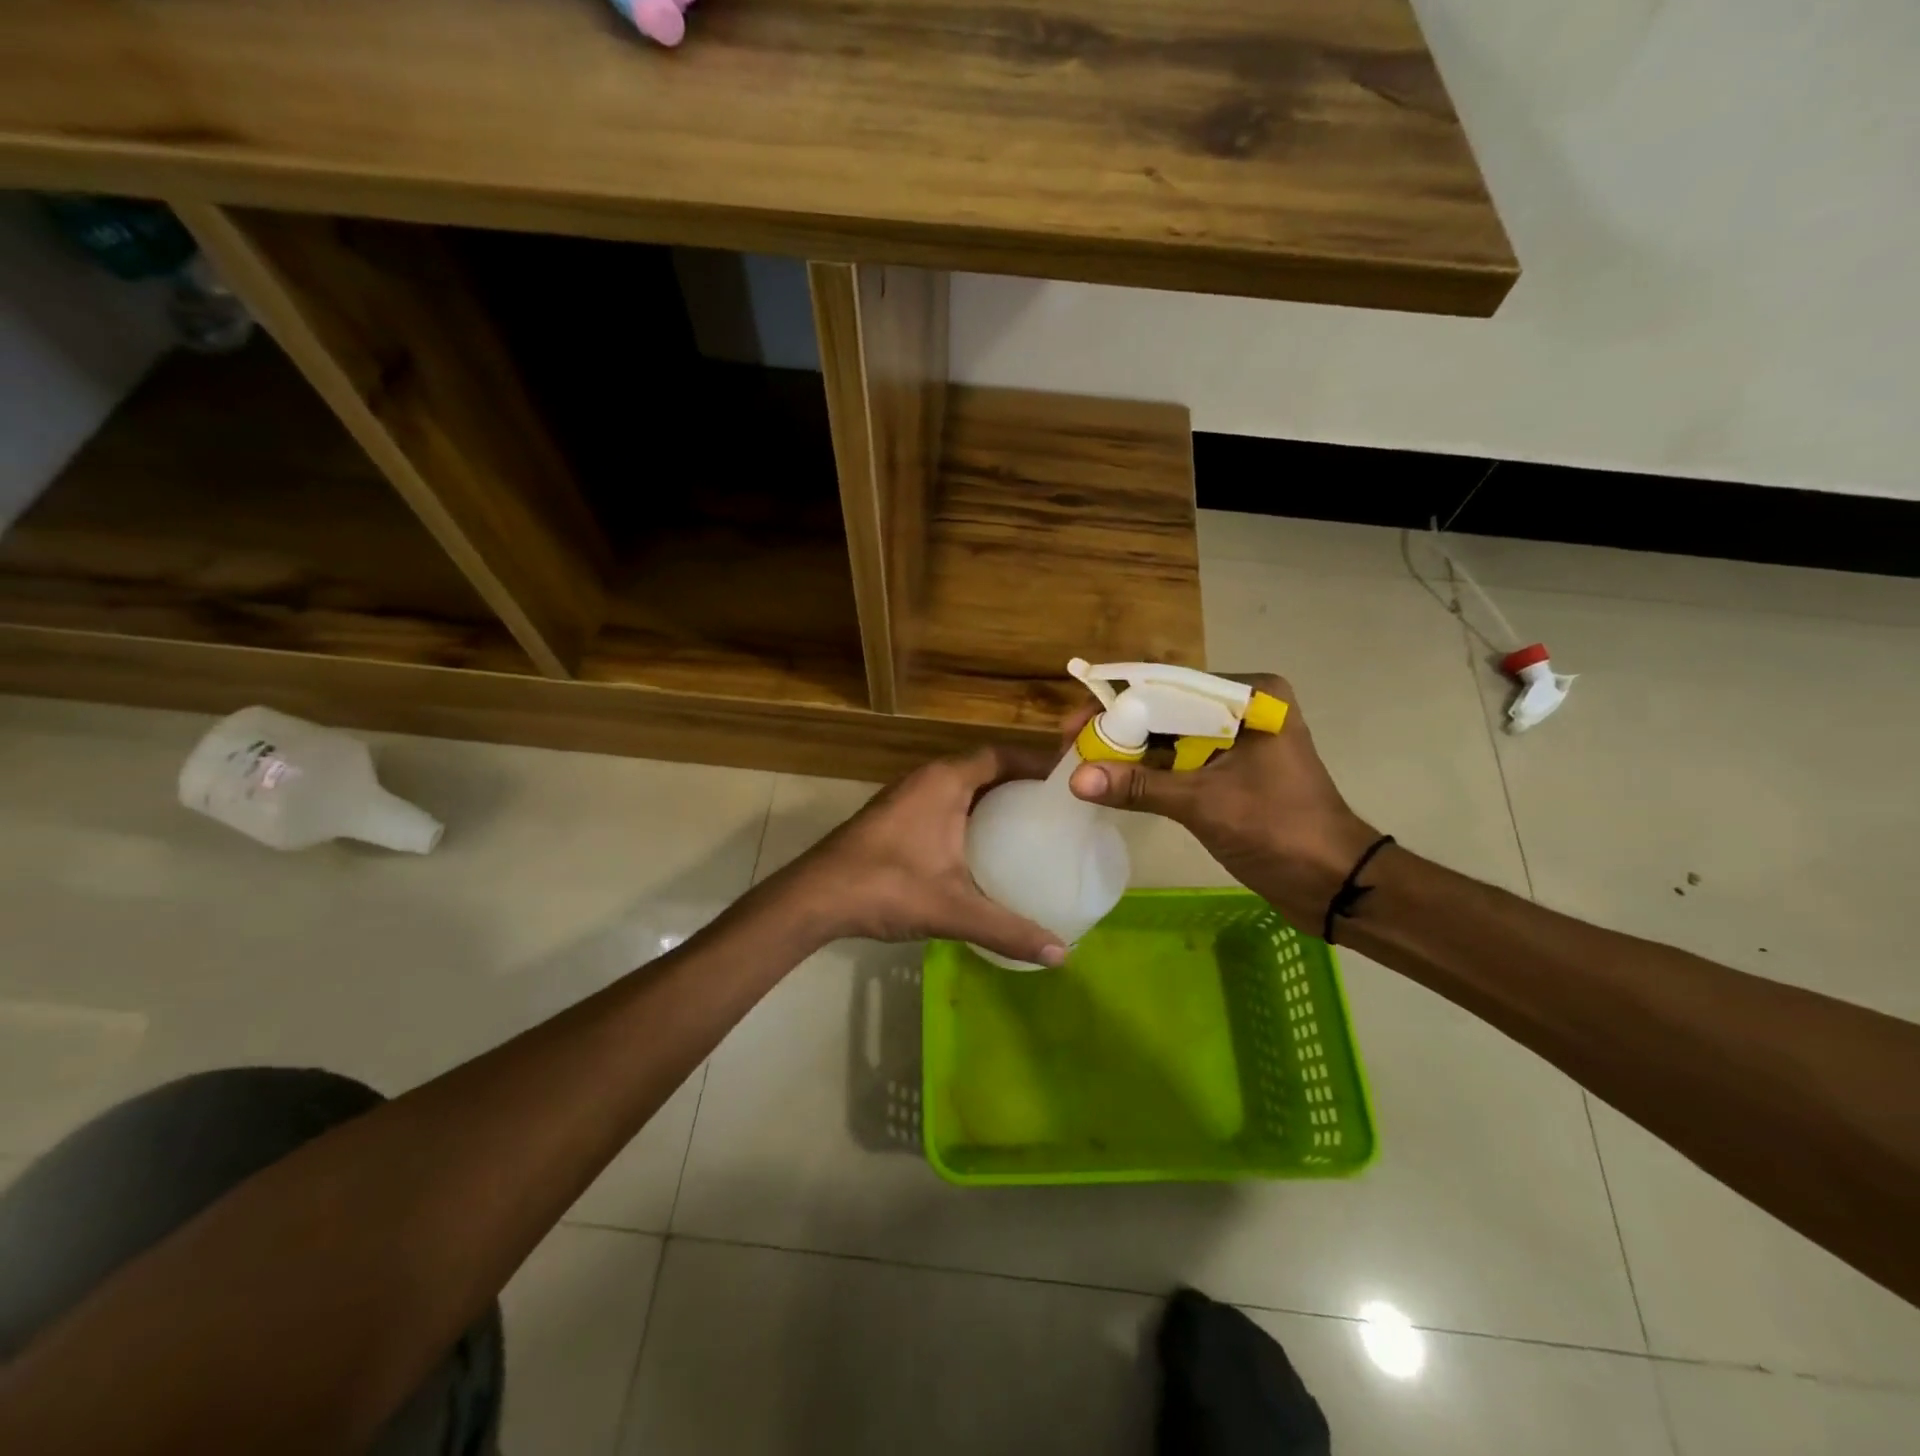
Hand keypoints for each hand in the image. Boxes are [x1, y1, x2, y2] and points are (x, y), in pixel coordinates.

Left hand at [778, 746, 1069, 965]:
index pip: (999, 754)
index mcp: (944, 781)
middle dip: (1017, 782)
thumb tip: (1061, 954)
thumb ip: (1008, 929)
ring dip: (990, 798)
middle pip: (982, 767)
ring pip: (958, 786)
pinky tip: (980, 847)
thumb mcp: (954, 909)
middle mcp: (925, 779)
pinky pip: (941, 803)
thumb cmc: (887, 887)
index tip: (1065, 782)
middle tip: (1053, 808)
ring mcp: (904, 796)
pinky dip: (967, 814)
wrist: (814, 898)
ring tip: (1026, 825)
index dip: (1034, 763)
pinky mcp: (892, 817)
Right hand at [1066, 674, 1380, 928]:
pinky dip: (1148, 772)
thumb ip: (1138, 788)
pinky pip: (1180, 761)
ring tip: (1081, 764)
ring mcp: (1237, 740)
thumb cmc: (1279, 830)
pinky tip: (1112, 780)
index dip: (1115, 705)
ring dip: (1129, 753)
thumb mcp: (1204, 803)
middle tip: (1071, 747)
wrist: (1335, 883)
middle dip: (1117, 730)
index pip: (1167, 687)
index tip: (1074, 724)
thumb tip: (1076, 780)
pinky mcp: (1231, 769)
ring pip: (1168, 737)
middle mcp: (1242, 708)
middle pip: (1164, 710)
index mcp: (1249, 697)